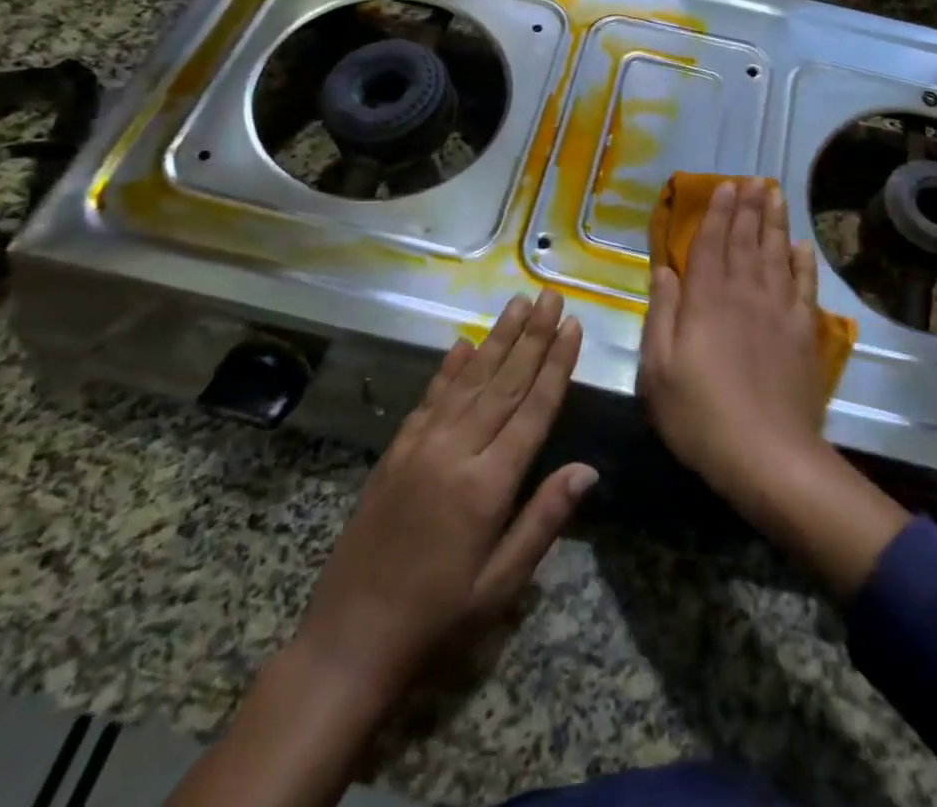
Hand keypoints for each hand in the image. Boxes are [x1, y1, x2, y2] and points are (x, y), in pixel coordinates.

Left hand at [297, 290, 595, 697]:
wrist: (348, 641)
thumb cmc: (438, 620)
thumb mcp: (501, 584)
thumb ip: (544, 519)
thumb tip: (588, 469)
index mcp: (487, 485)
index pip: (533, 409)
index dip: (556, 364)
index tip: (572, 326)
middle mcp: (455, 451)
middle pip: (504, 382)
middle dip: (532, 336)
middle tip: (550, 296)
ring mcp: (421, 446)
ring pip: (468, 380)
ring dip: (496, 339)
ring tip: (517, 303)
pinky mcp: (396, 451)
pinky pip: (430, 398)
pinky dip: (449, 368)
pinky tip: (463, 343)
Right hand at [639, 178, 909, 599]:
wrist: (767, 455)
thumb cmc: (700, 416)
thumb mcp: (658, 370)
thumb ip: (661, 315)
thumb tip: (664, 271)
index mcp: (706, 302)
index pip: (711, 245)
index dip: (718, 214)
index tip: (725, 186)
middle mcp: (744, 295)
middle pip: (747, 241)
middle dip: (749, 208)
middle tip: (754, 179)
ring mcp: (779, 312)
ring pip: (777, 255)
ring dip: (776, 223)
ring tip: (775, 195)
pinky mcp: (804, 333)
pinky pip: (804, 287)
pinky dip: (803, 263)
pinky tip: (803, 247)